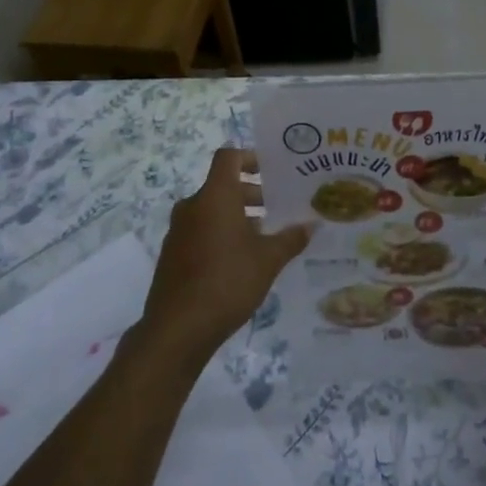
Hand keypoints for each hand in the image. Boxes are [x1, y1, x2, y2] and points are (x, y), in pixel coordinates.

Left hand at [135, 148, 311, 371]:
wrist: (177, 328)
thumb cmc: (227, 282)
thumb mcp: (268, 260)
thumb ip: (291, 239)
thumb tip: (312, 225)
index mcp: (215, 196)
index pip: (229, 156)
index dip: (250, 157)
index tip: (272, 170)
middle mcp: (193, 206)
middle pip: (223, 185)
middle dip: (251, 193)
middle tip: (278, 208)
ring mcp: (179, 230)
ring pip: (212, 210)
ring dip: (237, 216)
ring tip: (264, 237)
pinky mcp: (173, 254)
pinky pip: (200, 231)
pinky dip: (221, 234)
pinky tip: (241, 260)